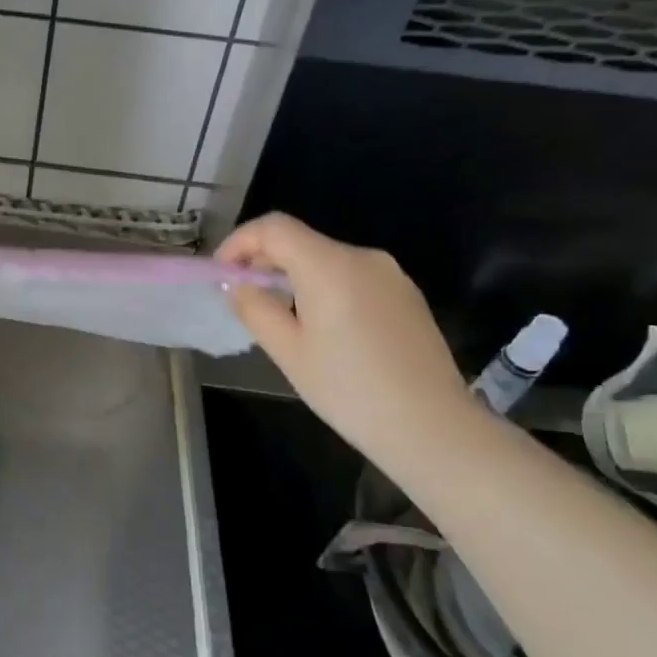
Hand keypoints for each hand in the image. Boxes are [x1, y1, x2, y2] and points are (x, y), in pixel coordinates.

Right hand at [217, 212, 475, 455]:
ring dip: (293, 276)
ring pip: (326, 259)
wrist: (434, 428)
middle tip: (243, 297)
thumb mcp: (288, 352)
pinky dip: (324, 287)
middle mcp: (362, 257)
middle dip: (264, 261)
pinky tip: (322, 328)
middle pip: (300, 241)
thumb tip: (237, 284)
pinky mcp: (406, 294)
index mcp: (329, 266)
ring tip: (279, 316)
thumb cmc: (350, 391)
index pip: (273, 227)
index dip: (239, 242)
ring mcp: (390, 274)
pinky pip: (352, 277)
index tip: (222, 273)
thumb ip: (255, 308)